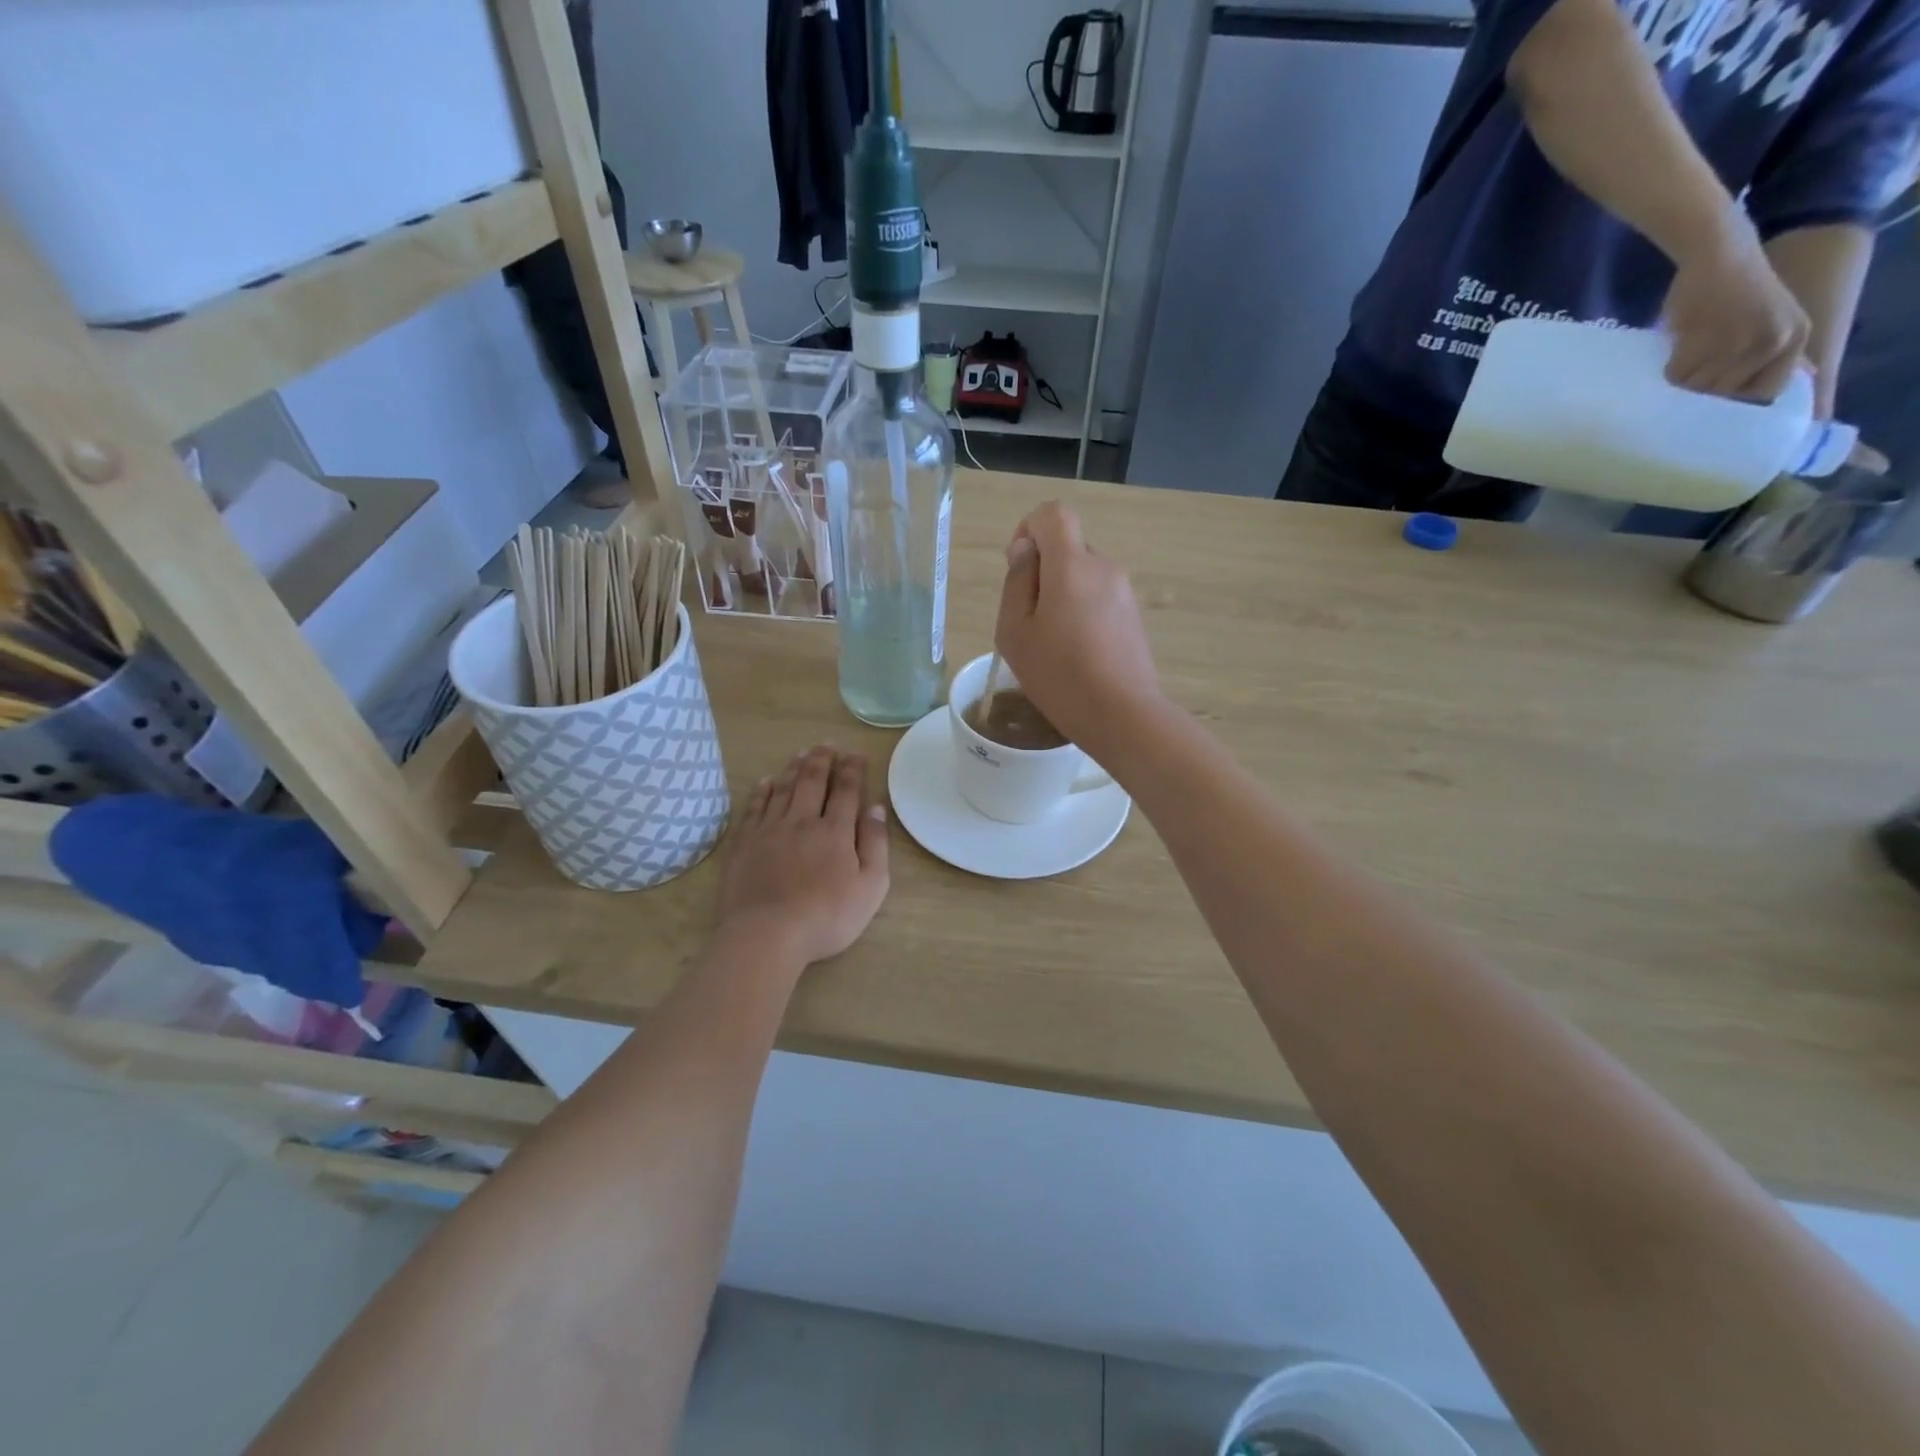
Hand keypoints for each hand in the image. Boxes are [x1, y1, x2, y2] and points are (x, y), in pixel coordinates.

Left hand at [718, 746, 888, 967]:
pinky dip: (762, 790)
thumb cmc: (827, 916)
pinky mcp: (744, 843)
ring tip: (801, 753)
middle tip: (828, 744)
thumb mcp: (870, 887)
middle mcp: (802, 821)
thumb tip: (876, 808)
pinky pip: (754, 807)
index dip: (852, 769)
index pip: (846, 790)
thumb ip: (875, 844)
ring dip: (794, 768)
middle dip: (822, 760)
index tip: (856, 753)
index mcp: (835, 831)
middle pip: (812, 781)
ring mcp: (769, 830)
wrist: (767, 935)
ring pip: (783, 789)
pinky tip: (766, 781)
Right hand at [993, 502, 1164, 755]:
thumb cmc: (1059, 675)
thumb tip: (1026, 551)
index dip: (1030, 530)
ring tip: (1053, 645)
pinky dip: (1082, 613)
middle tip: (1030, 622)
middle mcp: (1104, 567)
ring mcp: (1124, 592)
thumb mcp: (1015, 631)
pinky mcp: (1134, 616)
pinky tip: (1077, 655)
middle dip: (1044, 572)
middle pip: (1068, 547)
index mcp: (1072, 565)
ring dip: (1063, 596)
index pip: (1053, 514)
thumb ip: (1016, 582)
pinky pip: (1099, 598)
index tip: (1019, 568)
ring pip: (1083, 576)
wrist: (1122, 715)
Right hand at [1662, 211, 1809, 401]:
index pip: (1764, 393)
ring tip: (1683, 360)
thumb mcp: (1770, 322)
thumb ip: (1772, 354)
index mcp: (1796, 338)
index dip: (1735, 400)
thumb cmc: (1738, 289)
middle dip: (1703, 390)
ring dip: (1683, 380)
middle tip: (1693, 375)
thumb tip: (1776, 389)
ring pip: (1698, 388)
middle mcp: (1776, 342)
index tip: (1713, 400)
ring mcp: (1740, 342)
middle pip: (1725, 394)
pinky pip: (1677, 375)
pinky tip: (1674, 350)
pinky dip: (1667, 369)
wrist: (1719, 252)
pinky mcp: (1704, 340)